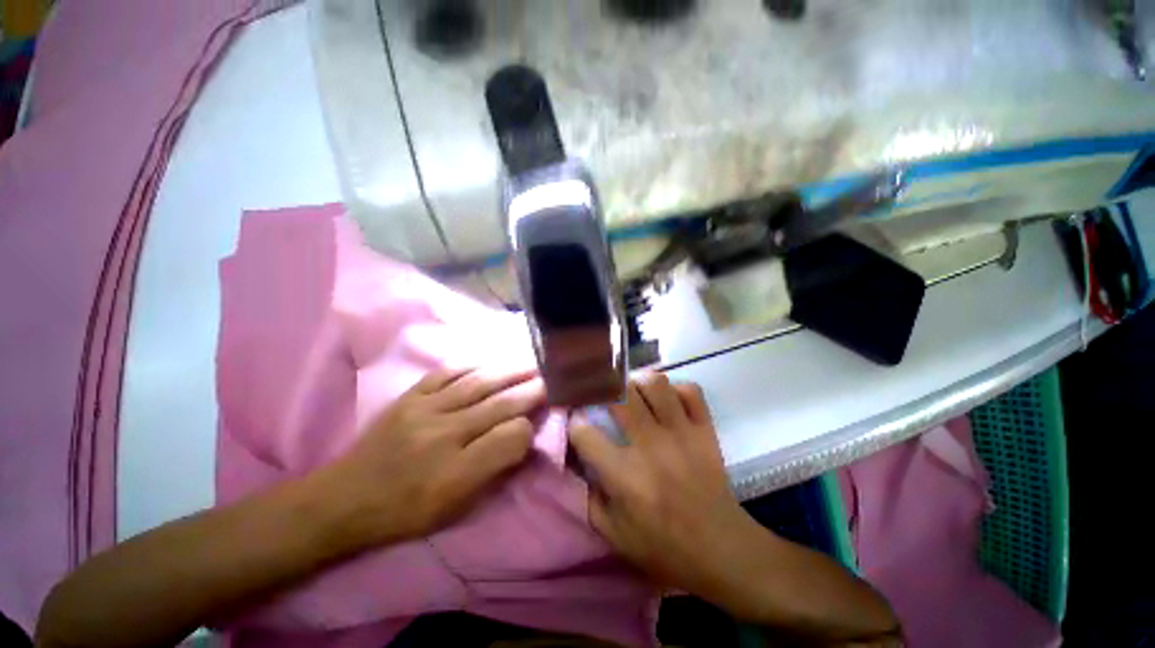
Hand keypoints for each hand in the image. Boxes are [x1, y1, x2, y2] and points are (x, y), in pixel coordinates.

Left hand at [312, 367, 544, 551]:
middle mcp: (443, 436)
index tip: (537, 423)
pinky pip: (446, 373)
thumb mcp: (454, 510)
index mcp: (456, 473)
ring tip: (531, 363)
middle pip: (499, 405)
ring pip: (478, 383)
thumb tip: (521, 439)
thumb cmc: (405, 513)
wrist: (343, 500)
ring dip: (509, 371)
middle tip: (552, 378)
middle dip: (531, 390)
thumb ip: (493, 472)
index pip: (510, 439)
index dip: (529, 428)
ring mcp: (424, 411)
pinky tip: (489, 362)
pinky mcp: (409, 397)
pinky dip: (472, 365)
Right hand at [569, 372, 770, 614]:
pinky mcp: (705, 430)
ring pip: (655, 383)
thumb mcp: (614, 534)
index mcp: (624, 476)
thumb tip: (577, 462)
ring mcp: (681, 433)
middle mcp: (650, 446)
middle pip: (619, 395)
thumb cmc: (664, 546)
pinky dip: (675, 390)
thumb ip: (588, 497)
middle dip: (602, 390)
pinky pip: (689, 391)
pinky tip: (667, 401)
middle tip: (601, 396)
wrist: (722, 550)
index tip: (577, 423)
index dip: (574, 424)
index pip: (584, 433)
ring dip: (638, 383)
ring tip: (634, 394)